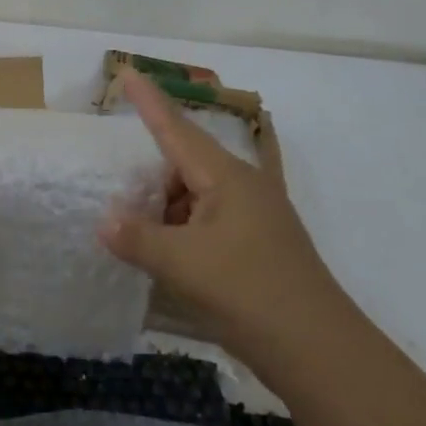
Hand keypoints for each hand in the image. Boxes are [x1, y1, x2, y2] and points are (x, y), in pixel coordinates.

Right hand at [99, 68, 339, 358]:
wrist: (321, 354)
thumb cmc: (250, 293)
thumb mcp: (183, 264)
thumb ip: (138, 239)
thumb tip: (104, 222)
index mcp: (227, 178)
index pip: (177, 129)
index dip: (149, 101)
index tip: (127, 71)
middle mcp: (243, 188)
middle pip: (183, 167)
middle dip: (150, 181)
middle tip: (119, 200)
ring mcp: (254, 218)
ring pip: (195, 199)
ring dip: (166, 214)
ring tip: (139, 240)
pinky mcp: (257, 247)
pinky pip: (208, 225)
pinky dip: (183, 235)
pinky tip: (167, 260)